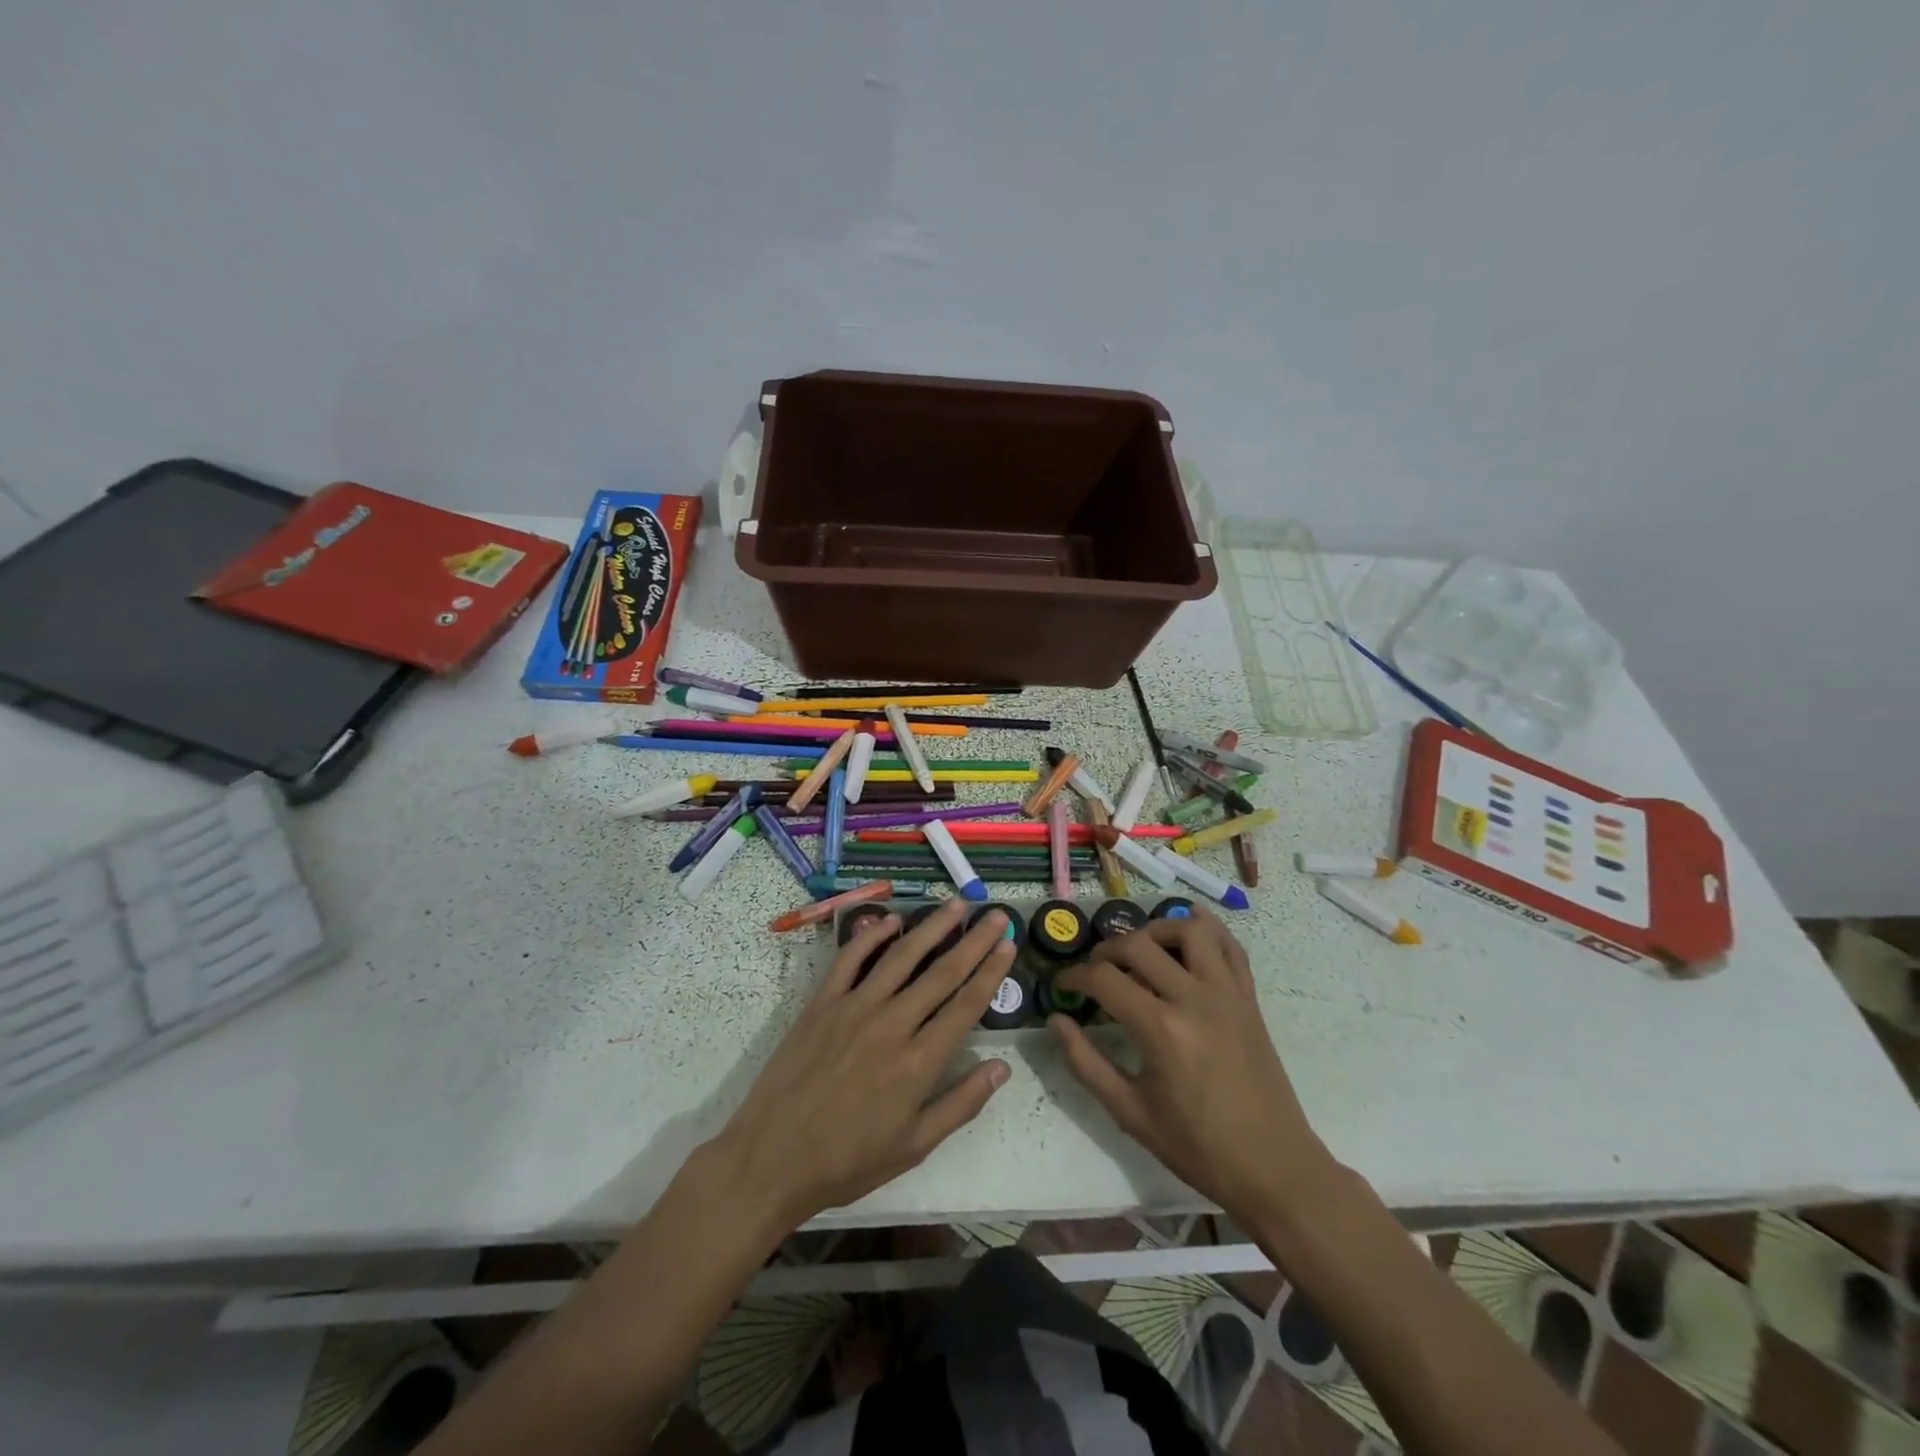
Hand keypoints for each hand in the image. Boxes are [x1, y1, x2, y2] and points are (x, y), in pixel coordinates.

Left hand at [711, 898, 1015, 1227]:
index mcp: (918, 1063)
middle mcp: (892, 1024)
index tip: (1009, 944)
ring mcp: (854, 1008)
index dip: (991, 972)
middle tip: (995, 914)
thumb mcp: (914, 1147)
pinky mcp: (822, 1003)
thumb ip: (961, 1104)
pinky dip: (872, 936)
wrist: (771, 1160)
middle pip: (942, 972)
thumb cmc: (847, 1162)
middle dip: (973, 940)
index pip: (965, 1005)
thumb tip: (1002, 1068)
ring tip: (955, 904)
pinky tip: (892, 920)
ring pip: (901, 956)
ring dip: (931, 927)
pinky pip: (850, 959)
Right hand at [1050, 909, 1329, 1216]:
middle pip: (1139, 945)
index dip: (1075, 976)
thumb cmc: (1197, 1146)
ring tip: (1141, 949)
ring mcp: (1227, 993)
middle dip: (1107, 950)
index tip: (1063, 985)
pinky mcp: (1248, 998)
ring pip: (1189, 930)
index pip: (1104, 979)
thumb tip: (1056, 1021)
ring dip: (1157, 930)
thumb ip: (1085, 1063)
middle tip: (1095, 969)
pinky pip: (1230, 946)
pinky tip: (1189, 925)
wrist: (1272, 1166)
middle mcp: (1193, 998)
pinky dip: (1208, 928)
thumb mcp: (1130, 1112)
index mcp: (1161, 1029)